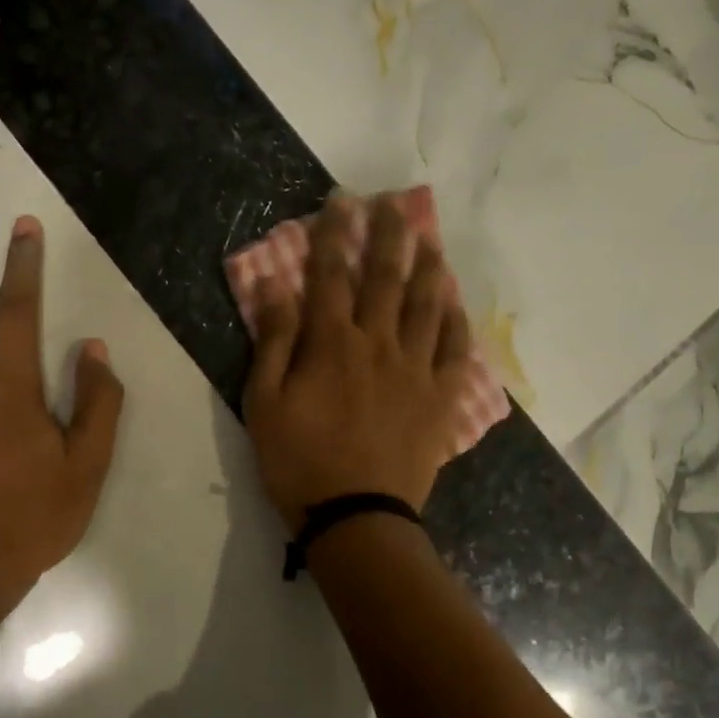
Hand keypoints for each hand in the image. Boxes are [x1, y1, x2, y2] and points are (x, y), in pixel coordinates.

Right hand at [244, 194, 473, 532]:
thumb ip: (273, 341)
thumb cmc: (299, 462)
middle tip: (392, 203)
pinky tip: (453, 301)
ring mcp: (415, 370)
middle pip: (385, 277)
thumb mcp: (264, 403)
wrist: (356, 516)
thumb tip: (274, 285)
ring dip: (427, 266)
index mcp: (331, 343)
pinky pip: (454, 349)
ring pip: (426, 305)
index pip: (331, 274)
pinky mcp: (440, 398)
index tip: (341, 201)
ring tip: (428, 239)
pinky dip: (454, 320)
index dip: (334, 234)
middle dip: (387, 235)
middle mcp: (378, 344)